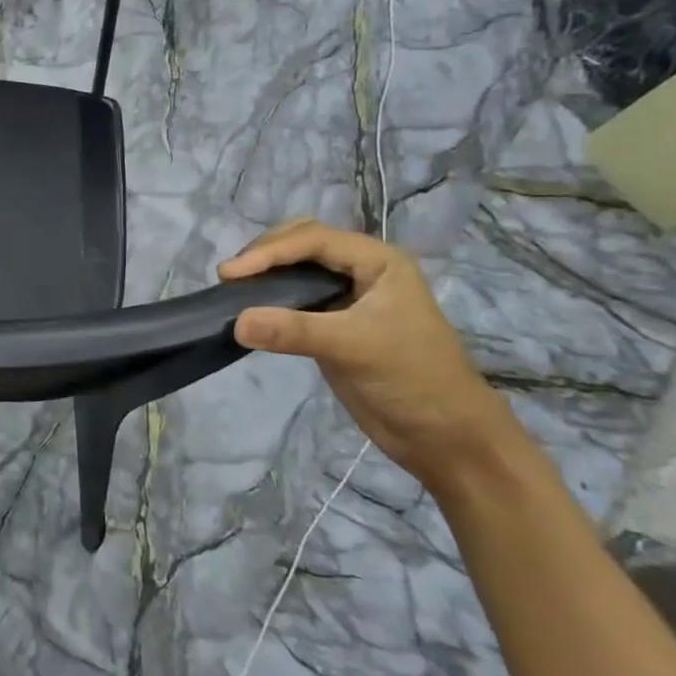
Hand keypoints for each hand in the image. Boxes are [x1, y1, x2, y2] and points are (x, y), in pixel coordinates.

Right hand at [219, 219, 521, 491]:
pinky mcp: (332, 325)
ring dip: (265, 274)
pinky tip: (250, 311)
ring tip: (234, 290)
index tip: (230, 273)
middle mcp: (362, 271)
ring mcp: (347, 297)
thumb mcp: (355, 347)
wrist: (445, 436)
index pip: (313, 239)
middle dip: (265, 253)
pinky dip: (269, 299)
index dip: (269, 251)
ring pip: (296, 268)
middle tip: (231, 277)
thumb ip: (294, 331)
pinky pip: (294, 298)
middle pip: (303, 242)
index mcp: (379, 262)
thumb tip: (236, 322)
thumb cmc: (413, 379)